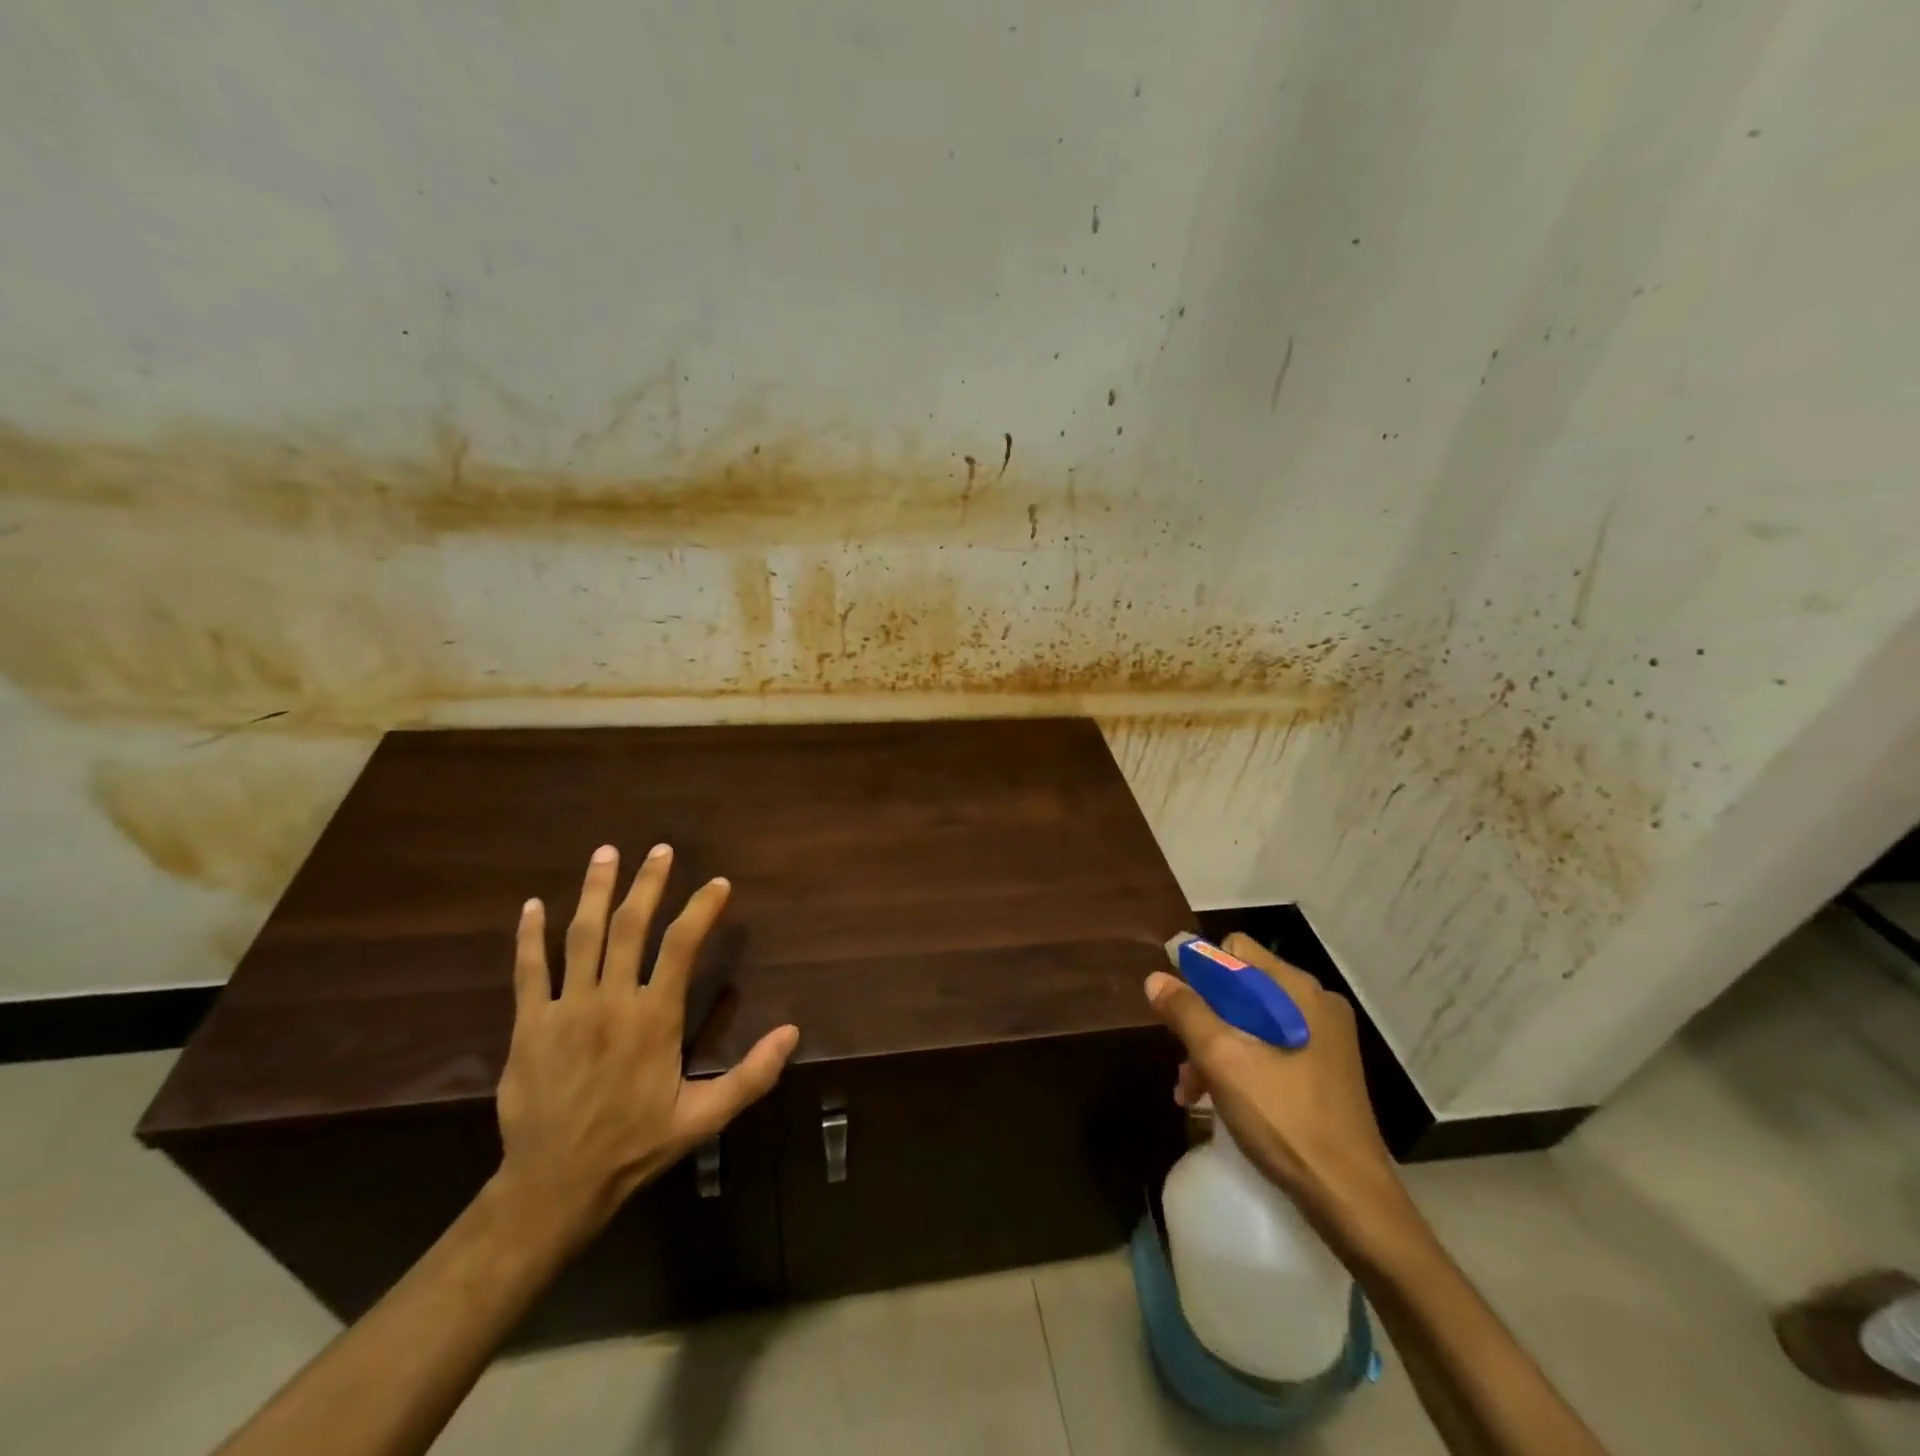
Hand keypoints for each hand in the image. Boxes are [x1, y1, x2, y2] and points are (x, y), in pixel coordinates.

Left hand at [493, 844, 799, 1246]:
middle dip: (647, 884)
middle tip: (660, 849)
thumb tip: (793, 1032)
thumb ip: (751, 1074)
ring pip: (580, 936)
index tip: (718, 884)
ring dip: (593, 891)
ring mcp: (565, 1009)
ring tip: (605, 854)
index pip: (681, 945)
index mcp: (654, 1017)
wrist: (554, 1186)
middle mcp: (611, 1001)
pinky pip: (529, 971)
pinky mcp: (529, 1025)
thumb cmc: (635, 1146)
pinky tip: (533, 906)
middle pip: (629, 927)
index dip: (701, 909)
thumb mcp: (704, 1118)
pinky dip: (530, 936)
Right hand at [1144, 933, 1409, 1254]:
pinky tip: (1217, 1098)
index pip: (1235, 951)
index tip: (1175, 1006)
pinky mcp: (1324, 1070)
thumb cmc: (1284, 1120)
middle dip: (1203, 1019)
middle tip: (1182, 1057)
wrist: (1350, 1199)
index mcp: (1297, 991)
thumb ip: (1187, 1013)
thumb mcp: (1223, 1061)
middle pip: (1241, 988)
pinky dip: (1240, 1064)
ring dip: (1216, 1047)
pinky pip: (1270, 1048)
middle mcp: (1314, 1004)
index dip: (1199, 971)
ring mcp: (1324, 1039)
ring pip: (1252, 1021)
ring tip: (1190, 1088)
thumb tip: (1156, 978)